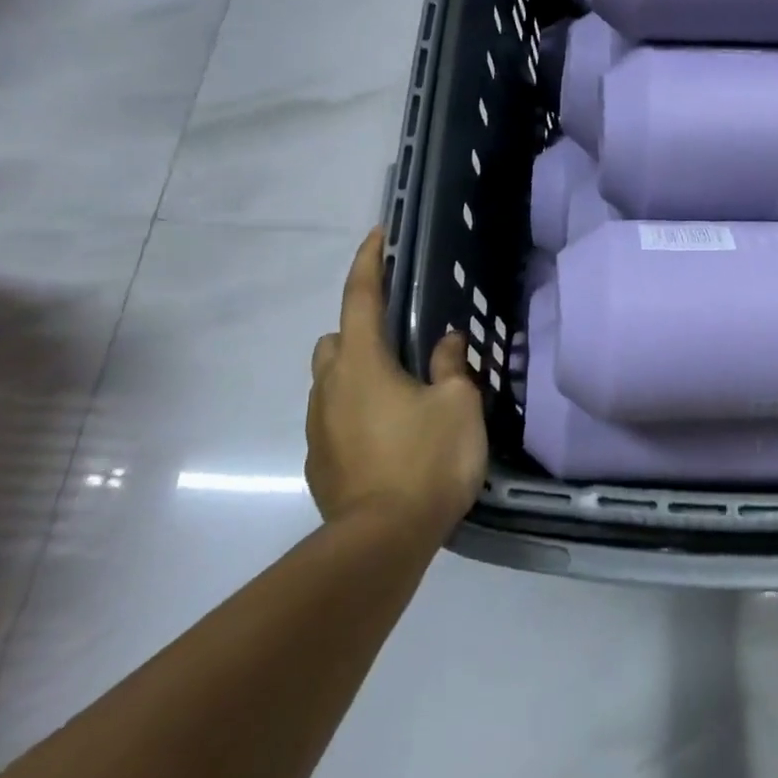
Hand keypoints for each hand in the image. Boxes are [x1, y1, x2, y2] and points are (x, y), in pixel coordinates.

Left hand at [305, 229, 488, 540]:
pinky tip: (389, 434)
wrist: (383, 541)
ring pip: (330, 381)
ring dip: (357, 373)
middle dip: (359, 329)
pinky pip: (335, 418)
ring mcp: (319, 427)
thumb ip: (450, 366)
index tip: (376, 236)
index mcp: (363, 364)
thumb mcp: (457, 405)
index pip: (360, 298)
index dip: (369, 263)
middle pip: (335, 340)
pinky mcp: (320, 462)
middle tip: (400, 342)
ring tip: (399, 392)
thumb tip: (445, 342)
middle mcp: (331, 387)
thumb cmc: (427, 461)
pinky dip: (356, 410)